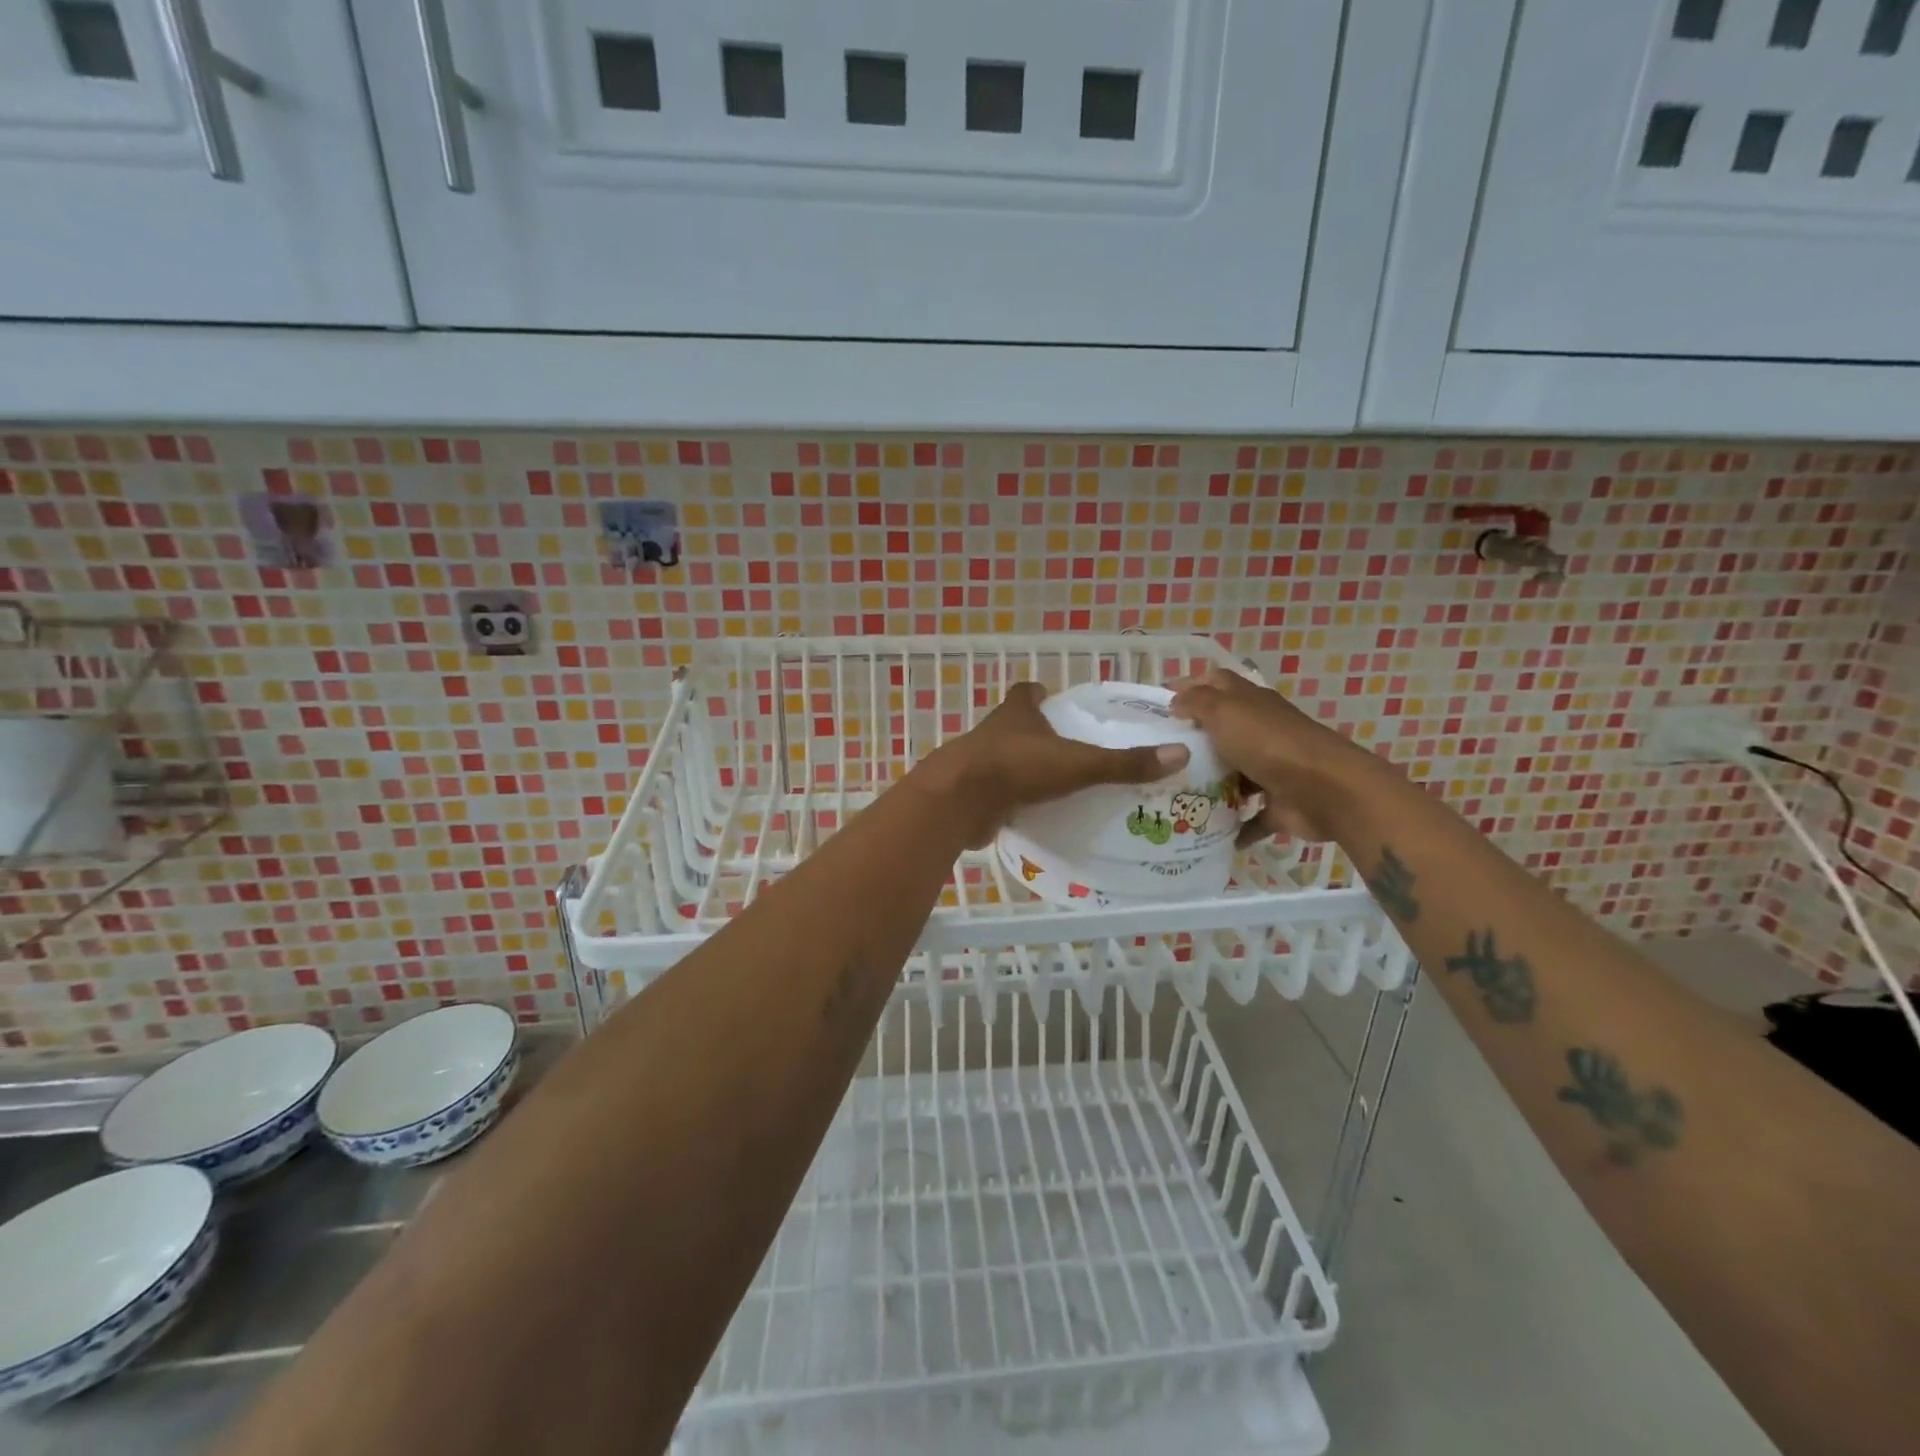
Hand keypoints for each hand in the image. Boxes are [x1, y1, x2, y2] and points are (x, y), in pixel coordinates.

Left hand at [915, 682, 1189, 846]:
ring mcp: (979, 764)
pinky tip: (1036, 815)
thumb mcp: (1078, 763)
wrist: (959, 801)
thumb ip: (1124, 763)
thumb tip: (1179, 754)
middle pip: (1016, 726)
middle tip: (1071, 751)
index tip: (1057, 702)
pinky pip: (998, 794)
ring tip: (1059, 786)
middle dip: (1038, 735)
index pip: (1026, 692)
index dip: (1040, 695)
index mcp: (1017, 714)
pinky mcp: (973, 795)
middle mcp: (995, 733)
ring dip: (1026, 770)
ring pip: (1005, 760)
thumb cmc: (1018, 768)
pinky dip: (1014, 801)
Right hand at [1170, 668, 1379, 842]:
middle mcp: (1261, 732)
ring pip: (1234, 774)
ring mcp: (1272, 769)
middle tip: (1155, 756)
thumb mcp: (1225, 711)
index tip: (1156, 704)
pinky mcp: (1279, 804)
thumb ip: (1197, 702)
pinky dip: (1232, 827)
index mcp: (1250, 703)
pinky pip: (1250, 816)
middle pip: (1222, 732)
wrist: (1327, 791)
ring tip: (1169, 797)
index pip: (1216, 684)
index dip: (1188, 686)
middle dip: (1191, 742)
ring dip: (1208, 785)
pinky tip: (1202, 834)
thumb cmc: (1269, 744)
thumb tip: (1175, 701)